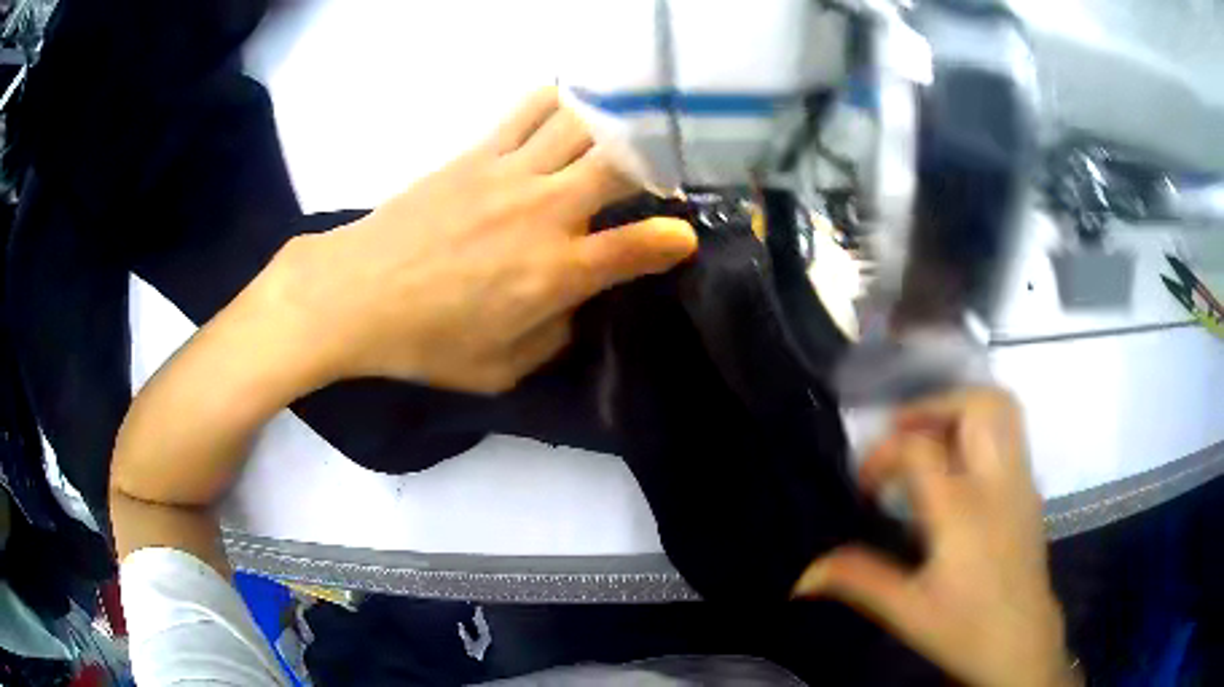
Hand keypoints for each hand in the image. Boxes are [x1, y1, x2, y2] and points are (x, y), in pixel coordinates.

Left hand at [254, 87, 695, 393]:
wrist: (356, 293)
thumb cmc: (427, 342)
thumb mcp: (501, 368)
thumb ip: (555, 334)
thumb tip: (579, 301)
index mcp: (555, 271)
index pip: (639, 245)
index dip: (673, 239)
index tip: (683, 237)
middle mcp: (544, 211)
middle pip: (622, 165)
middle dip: (655, 162)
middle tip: (663, 167)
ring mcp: (510, 172)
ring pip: (582, 124)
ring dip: (612, 123)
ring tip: (624, 128)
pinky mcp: (477, 152)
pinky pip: (528, 110)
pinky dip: (558, 101)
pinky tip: (569, 104)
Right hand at [793, 388, 1075, 686]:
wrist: (1022, 640)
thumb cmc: (965, 628)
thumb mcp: (906, 612)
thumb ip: (858, 581)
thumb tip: (802, 575)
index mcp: (962, 511)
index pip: (919, 449)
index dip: (882, 455)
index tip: (866, 485)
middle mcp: (996, 482)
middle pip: (976, 405)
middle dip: (932, 406)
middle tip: (901, 433)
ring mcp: (1020, 480)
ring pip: (1002, 408)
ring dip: (961, 407)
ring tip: (931, 435)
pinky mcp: (1030, 489)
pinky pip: (1010, 432)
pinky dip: (981, 427)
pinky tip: (961, 464)